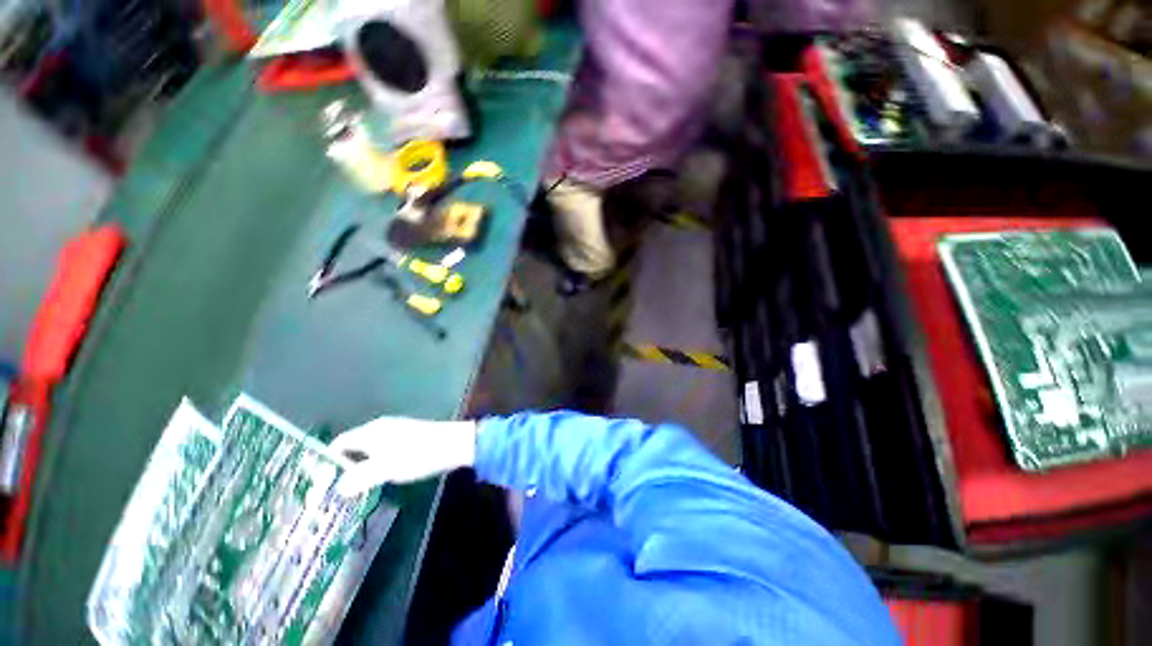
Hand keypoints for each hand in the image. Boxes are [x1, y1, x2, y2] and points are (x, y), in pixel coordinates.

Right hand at [330, 417, 477, 495]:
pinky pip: (384, 452)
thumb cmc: (418, 455)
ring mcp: (397, 432)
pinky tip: (378, 480)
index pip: (340, 443)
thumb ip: (358, 478)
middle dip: (343, 467)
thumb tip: (337, 489)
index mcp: (372, 431)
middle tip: (333, 492)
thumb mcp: (385, 469)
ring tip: (352, 491)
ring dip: (360, 468)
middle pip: (353, 447)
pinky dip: (376, 465)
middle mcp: (382, 428)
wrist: (456, 444)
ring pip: (369, 451)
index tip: (318, 484)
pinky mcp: (409, 438)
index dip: (327, 462)